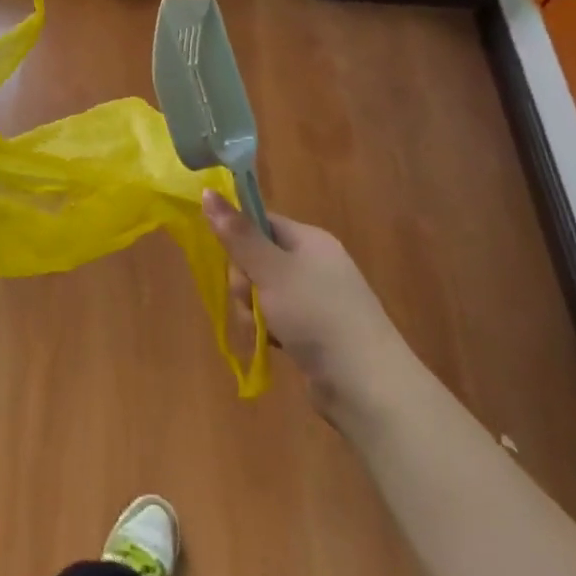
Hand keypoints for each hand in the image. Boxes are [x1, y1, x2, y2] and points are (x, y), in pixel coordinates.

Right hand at [204, 193, 408, 421]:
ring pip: (263, 292)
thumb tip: (208, 191)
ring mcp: (316, 298)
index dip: (238, 239)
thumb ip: (237, 234)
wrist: (367, 384)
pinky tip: (271, 344)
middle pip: (257, 259)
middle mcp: (314, 263)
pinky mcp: (314, 329)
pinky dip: (268, 330)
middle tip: (249, 302)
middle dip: (243, 284)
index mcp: (309, 239)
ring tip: (261, 332)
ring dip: (251, 311)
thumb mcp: (271, 270)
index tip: (232, 264)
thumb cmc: (317, 314)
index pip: (261, 222)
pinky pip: (277, 318)